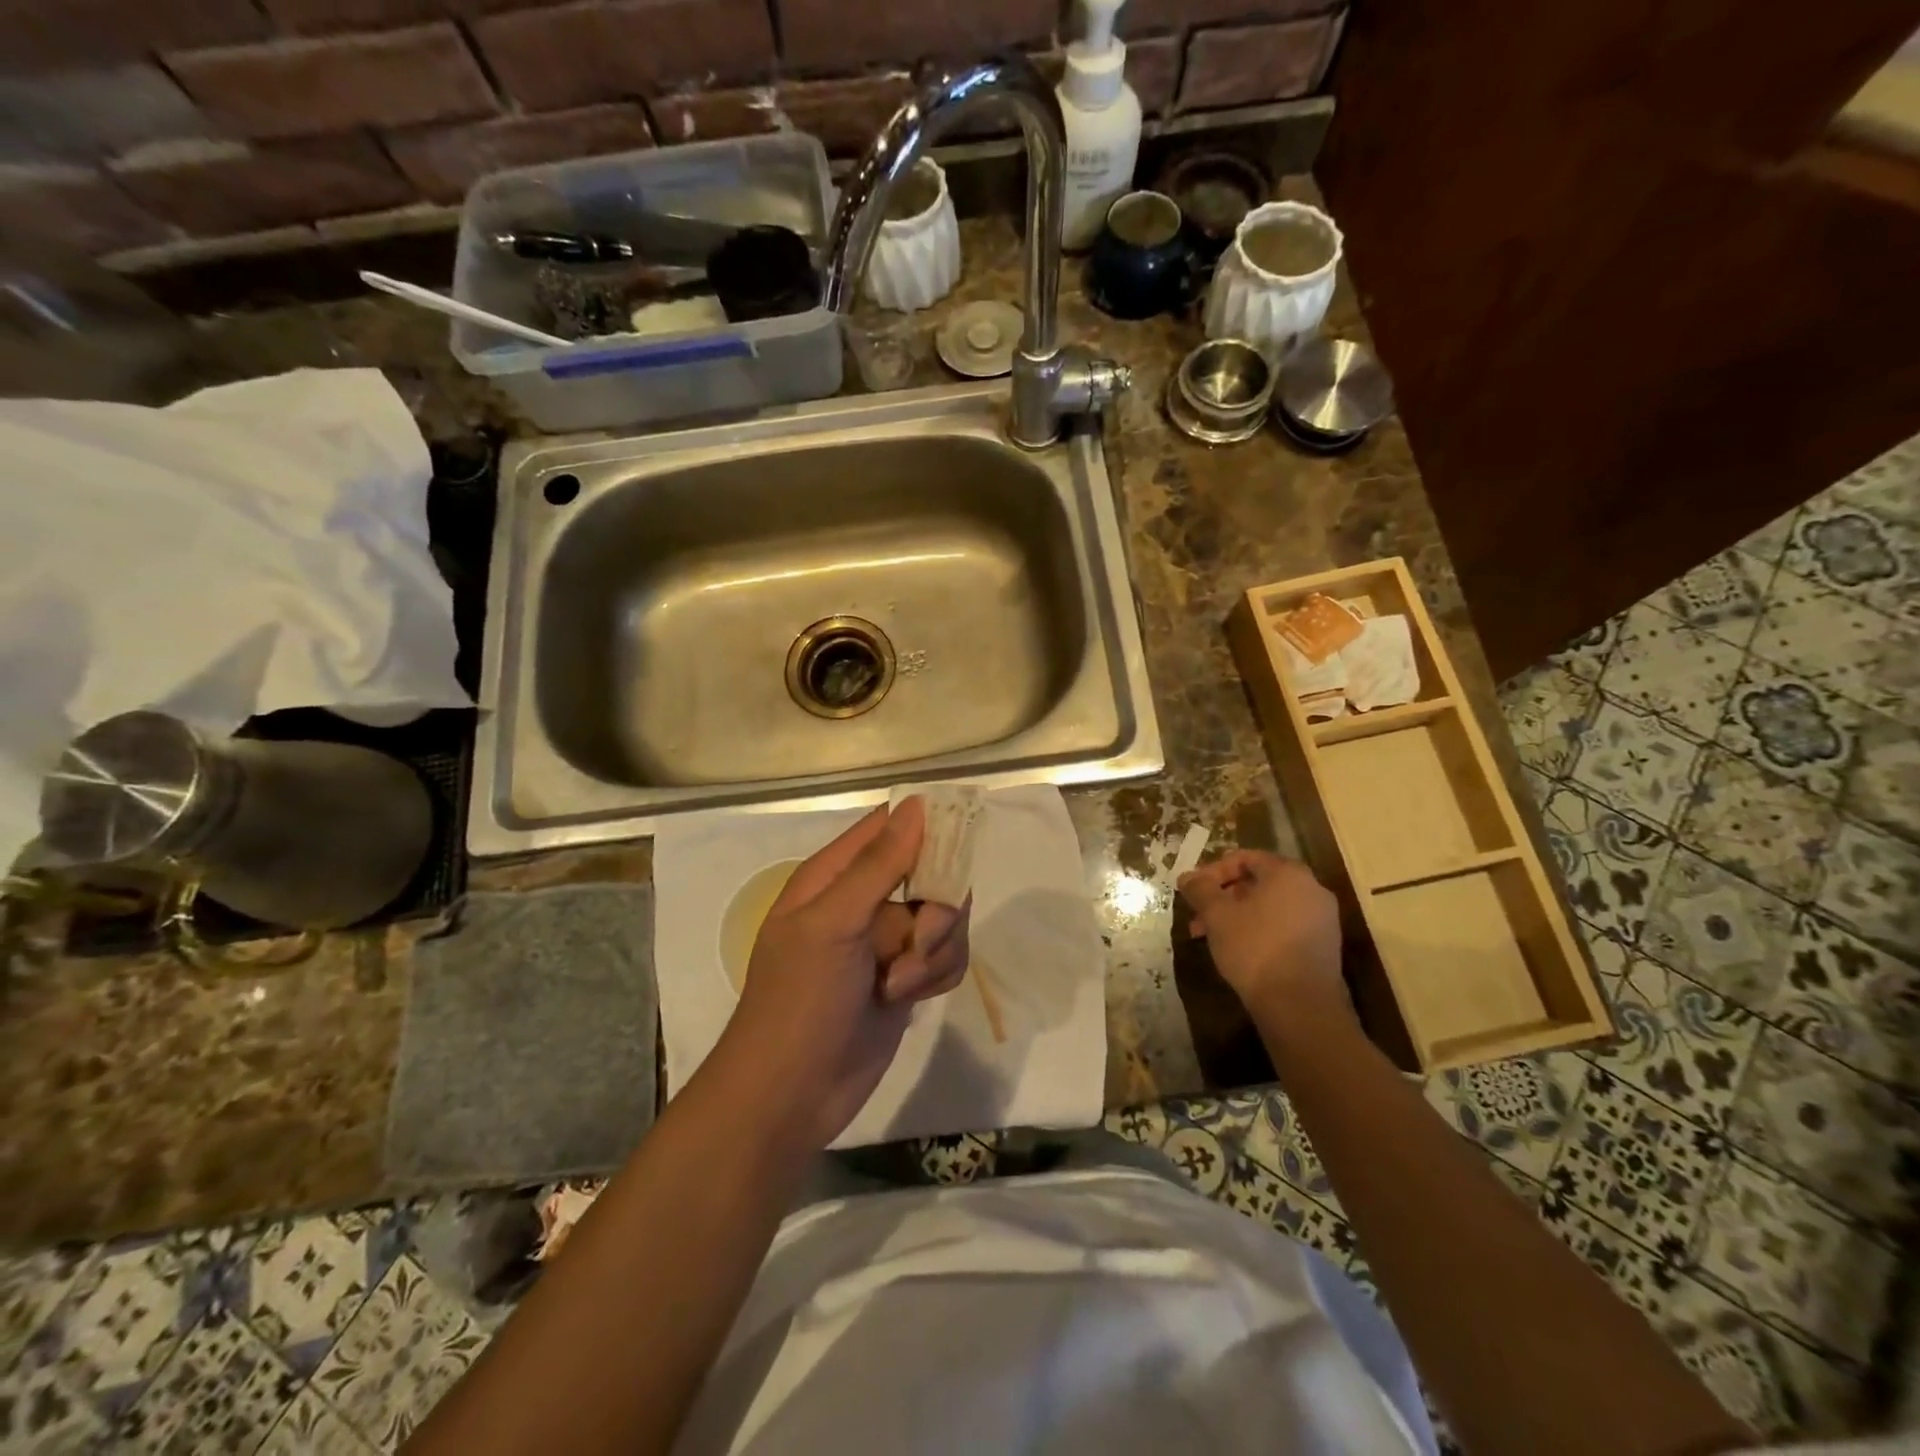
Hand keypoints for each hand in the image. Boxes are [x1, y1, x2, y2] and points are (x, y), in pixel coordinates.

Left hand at [714, 798, 970, 1149]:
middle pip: (932, 873)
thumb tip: (917, 804)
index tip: (960, 841)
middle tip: (918, 940)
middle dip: (936, 910)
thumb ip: (878, 865)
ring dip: (933, 952)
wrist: (791, 1095)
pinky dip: (936, 975)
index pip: (891, 826)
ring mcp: (887, 941)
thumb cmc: (799, 1001)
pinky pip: (947, 956)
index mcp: (835, 875)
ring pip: (945, 918)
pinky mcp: (906, 977)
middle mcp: (864, 900)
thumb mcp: (832, 924)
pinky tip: (909, 999)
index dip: (928, 826)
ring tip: (899, 984)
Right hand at [1178, 850, 1349, 1024]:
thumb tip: (1186, 876)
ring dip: (1237, 916)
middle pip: (1258, 883)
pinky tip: (1238, 951)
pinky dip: (1259, 930)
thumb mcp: (1217, 915)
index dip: (1214, 871)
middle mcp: (1311, 889)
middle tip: (1199, 916)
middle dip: (1223, 897)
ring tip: (1211, 937)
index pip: (1245, 858)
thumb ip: (1200, 890)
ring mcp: (1322, 918)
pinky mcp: (1324, 946)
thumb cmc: (1255, 948)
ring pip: (1269, 907)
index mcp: (1288, 873)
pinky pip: (1284, 926)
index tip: (1194, 890)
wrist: (1301, 1005)